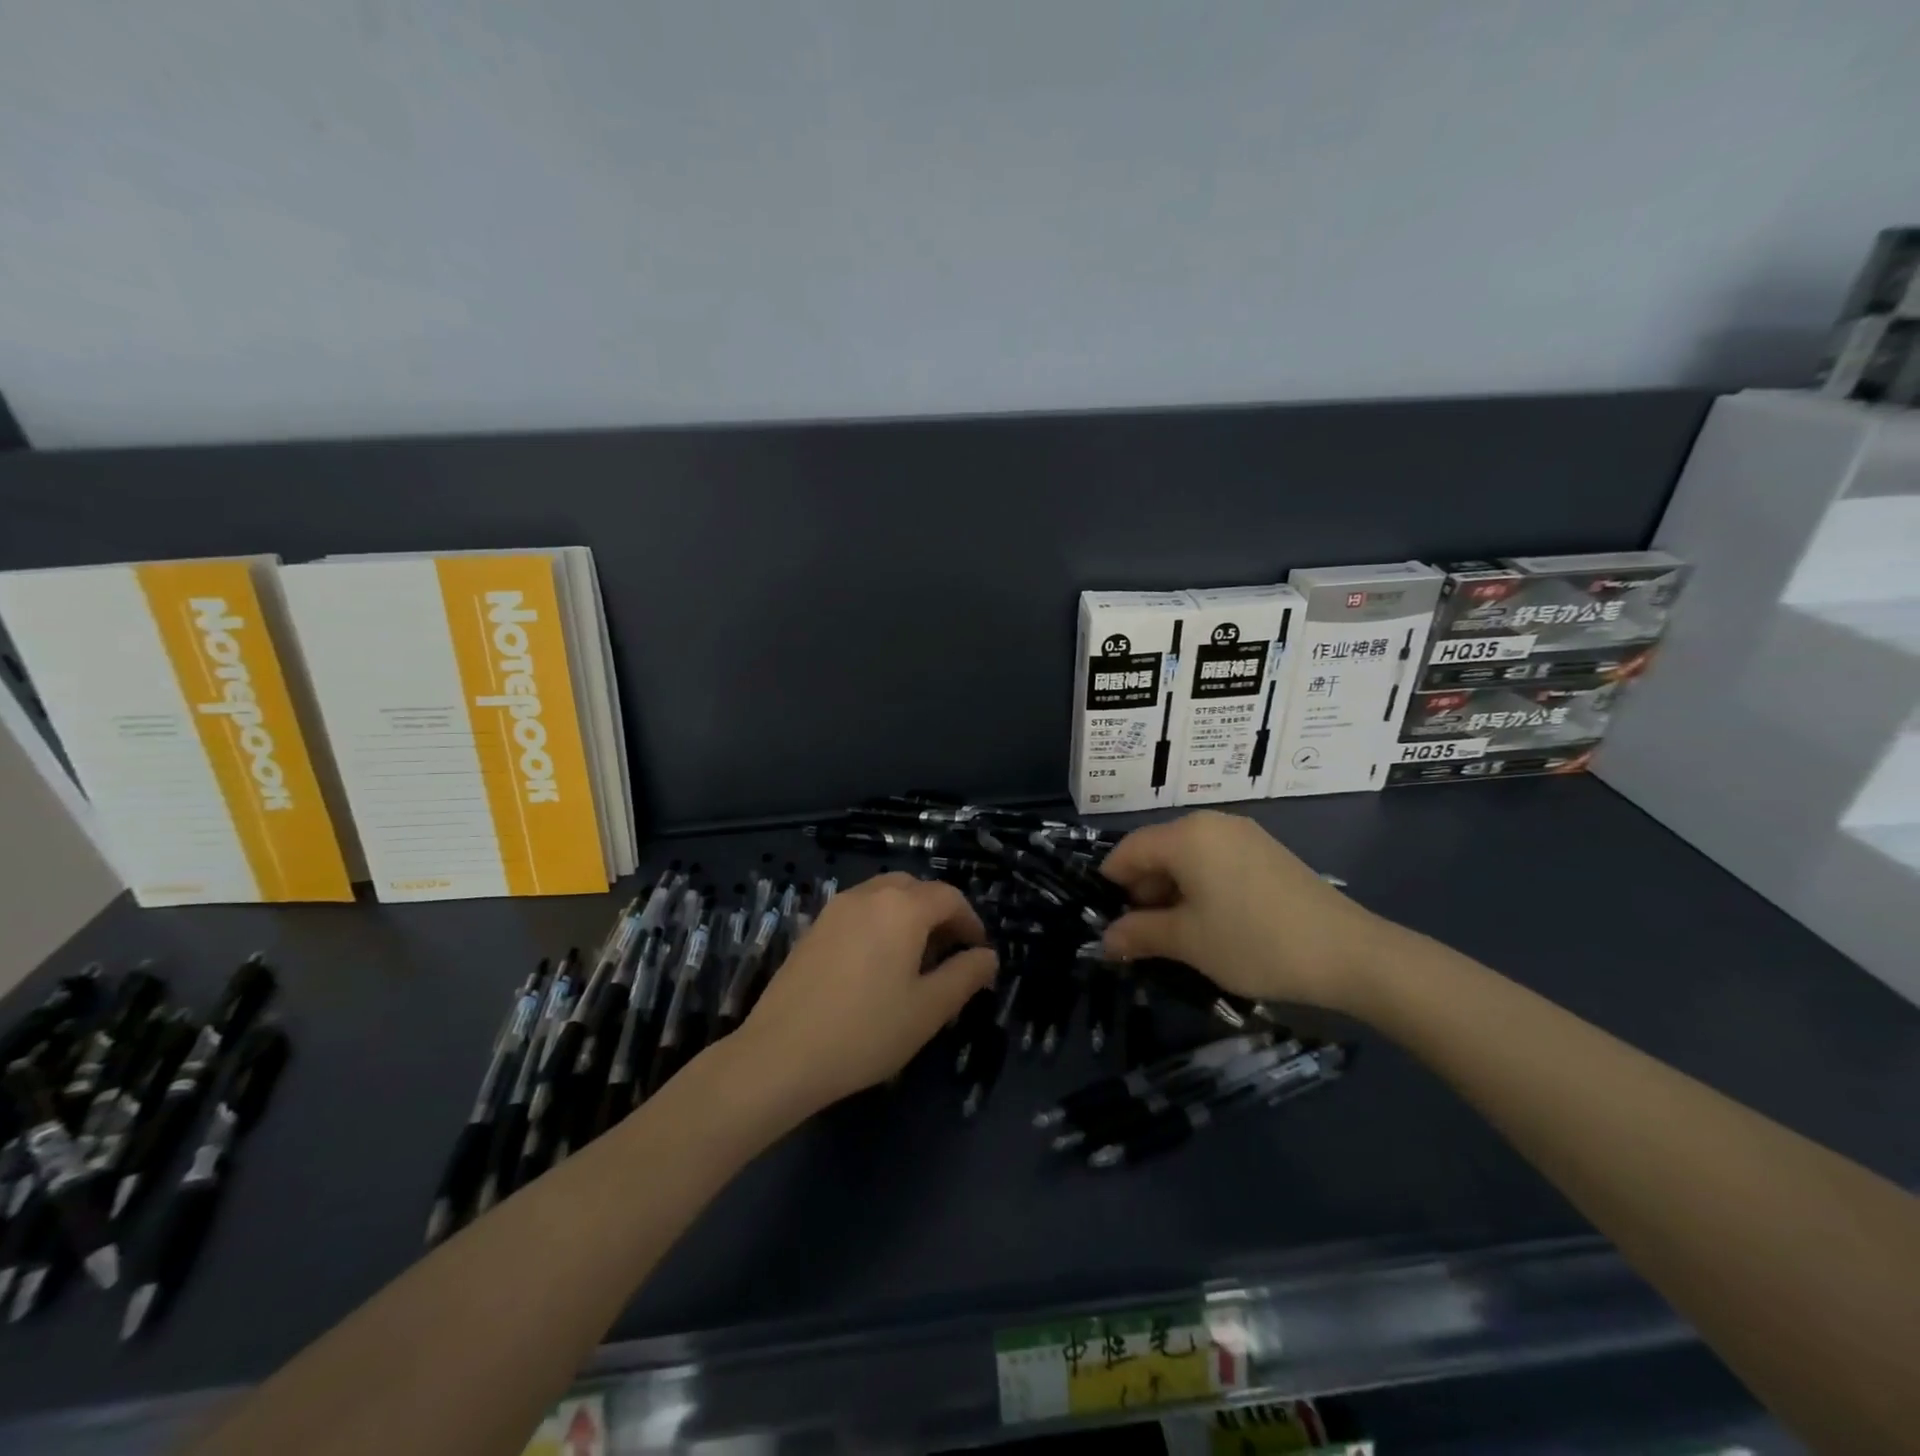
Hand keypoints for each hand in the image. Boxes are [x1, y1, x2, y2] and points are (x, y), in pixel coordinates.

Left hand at [732, 874, 998, 1115]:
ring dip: (908, 916)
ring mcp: (835, 908)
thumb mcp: (929, 1009)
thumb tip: (988, 956)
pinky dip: (879, 923)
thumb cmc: (866, 1031)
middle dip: (939, 913)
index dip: (971, 921)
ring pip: (884, 895)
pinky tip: (876, 966)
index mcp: (902, 907)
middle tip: (949, 953)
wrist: (780, 1054)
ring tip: (914, 960)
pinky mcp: (813, 927)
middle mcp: (869, 895)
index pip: (949, 897)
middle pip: (915, 888)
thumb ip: (965, 976)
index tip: (978, 953)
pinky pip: (859, 910)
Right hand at [1099, 811, 1395, 1011]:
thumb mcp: (1187, 942)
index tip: (1108, 922)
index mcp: (1186, 835)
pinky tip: (1212, 922)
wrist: (1348, 953)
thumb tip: (1106, 940)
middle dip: (1142, 891)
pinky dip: (1201, 886)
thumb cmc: (1253, 941)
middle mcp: (1211, 823)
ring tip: (1179, 934)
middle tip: (1144, 936)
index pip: (1128, 851)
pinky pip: (1216, 861)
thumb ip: (1139, 934)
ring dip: (1172, 892)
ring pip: (1187, 857)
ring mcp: (1243, 835)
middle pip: (1157, 851)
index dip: (1111, 885)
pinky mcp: (1266, 851)